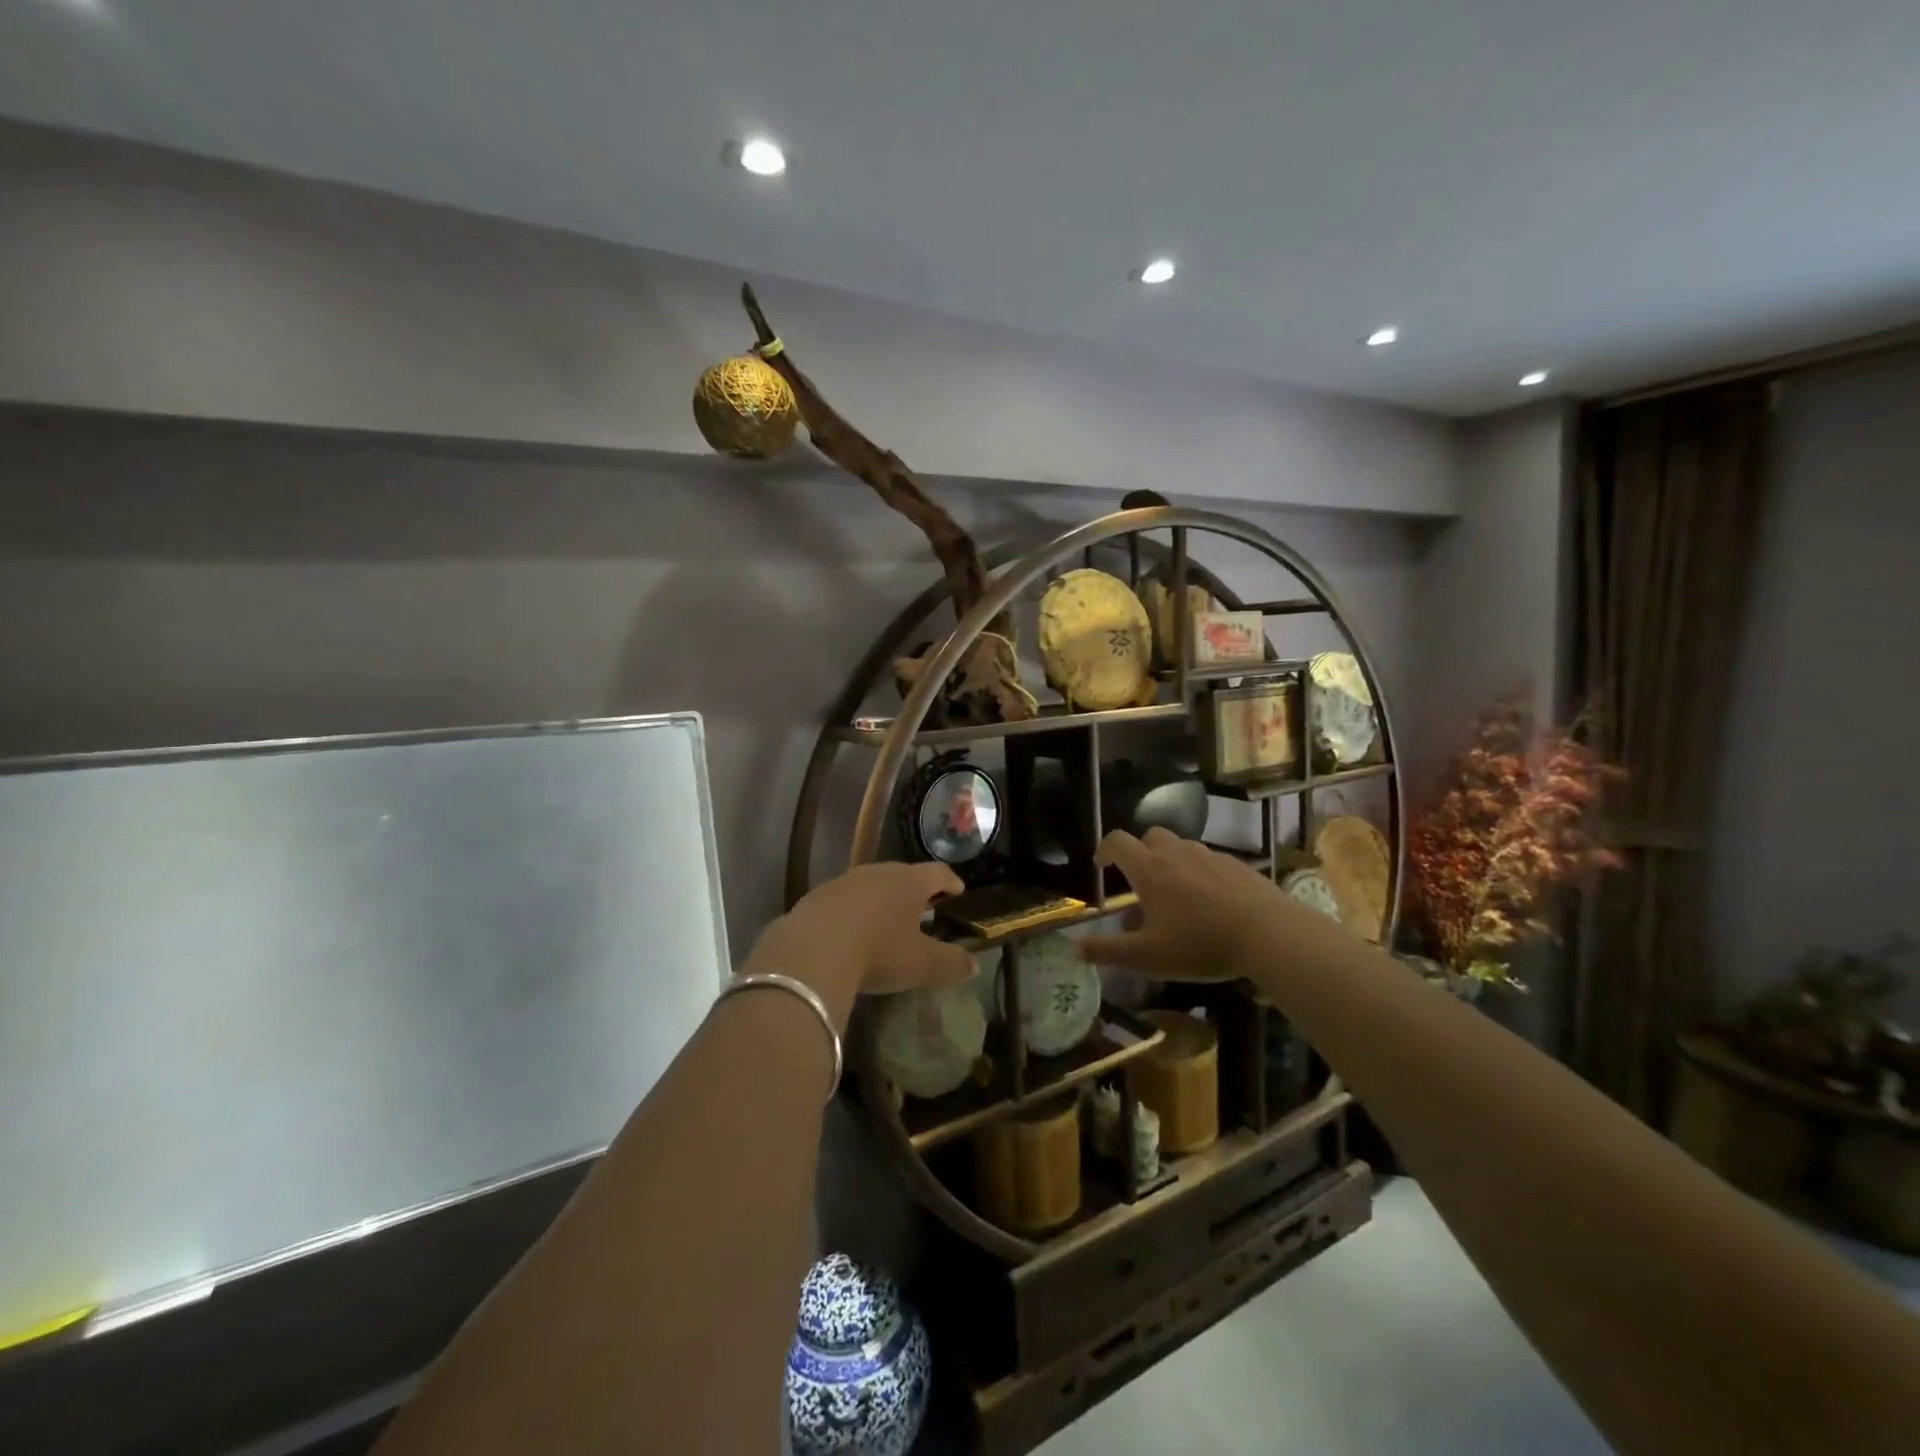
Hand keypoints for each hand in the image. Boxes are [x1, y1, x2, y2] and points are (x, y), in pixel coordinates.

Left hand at [746, 862, 976, 1029]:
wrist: (811, 951)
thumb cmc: (878, 952)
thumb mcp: (921, 964)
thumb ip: (951, 963)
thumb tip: (973, 964)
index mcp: (909, 881)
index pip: (938, 873)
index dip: (950, 881)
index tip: (958, 890)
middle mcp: (878, 872)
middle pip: (903, 875)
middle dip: (914, 890)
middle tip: (923, 906)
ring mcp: (844, 882)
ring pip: (871, 885)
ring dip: (881, 900)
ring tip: (886, 920)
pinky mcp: (816, 897)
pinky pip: (843, 901)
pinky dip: (853, 912)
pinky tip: (850, 933)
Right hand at [1082, 828, 1345, 980]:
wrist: (1269, 934)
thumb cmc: (1200, 944)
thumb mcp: (1147, 957)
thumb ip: (1108, 951)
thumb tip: (1076, 947)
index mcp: (1149, 869)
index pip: (1117, 842)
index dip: (1105, 850)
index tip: (1101, 865)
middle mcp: (1177, 853)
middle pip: (1151, 836)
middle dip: (1140, 852)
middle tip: (1141, 882)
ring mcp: (1210, 856)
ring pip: (1182, 848)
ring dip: (1172, 863)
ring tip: (1177, 897)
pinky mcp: (1238, 866)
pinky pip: (1210, 862)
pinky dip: (1201, 874)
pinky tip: (1212, 903)